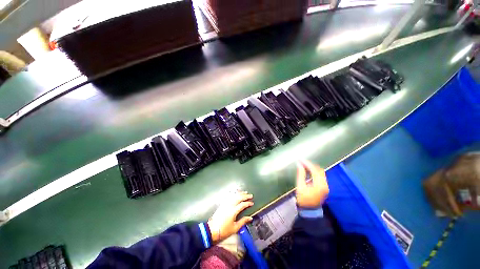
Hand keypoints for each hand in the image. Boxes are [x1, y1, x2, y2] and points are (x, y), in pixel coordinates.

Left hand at [208, 191, 253, 243]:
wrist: (212, 230)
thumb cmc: (224, 230)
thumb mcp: (235, 228)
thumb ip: (243, 221)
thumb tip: (250, 218)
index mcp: (233, 211)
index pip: (242, 205)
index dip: (248, 203)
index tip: (252, 203)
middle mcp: (229, 205)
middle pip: (238, 198)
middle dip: (245, 196)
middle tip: (250, 195)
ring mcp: (225, 204)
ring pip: (234, 196)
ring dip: (240, 193)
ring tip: (245, 192)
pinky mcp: (222, 204)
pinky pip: (229, 196)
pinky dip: (234, 194)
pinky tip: (236, 193)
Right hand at [295, 160, 328, 207]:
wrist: (309, 210)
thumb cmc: (303, 198)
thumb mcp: (300, 186)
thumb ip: (301, 174)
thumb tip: (299, 164)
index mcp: (319, 185)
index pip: (314, 170)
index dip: (307, 164)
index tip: (300, 160)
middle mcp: (325, 184)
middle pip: (319, 170)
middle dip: (310, 164)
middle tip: (302, 161)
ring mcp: (325, 186)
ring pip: (321, 172)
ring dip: (313, 167)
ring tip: (304, 165)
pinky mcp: (324, 187)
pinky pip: (320, 176)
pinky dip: (315, 172)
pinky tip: (308, 170)